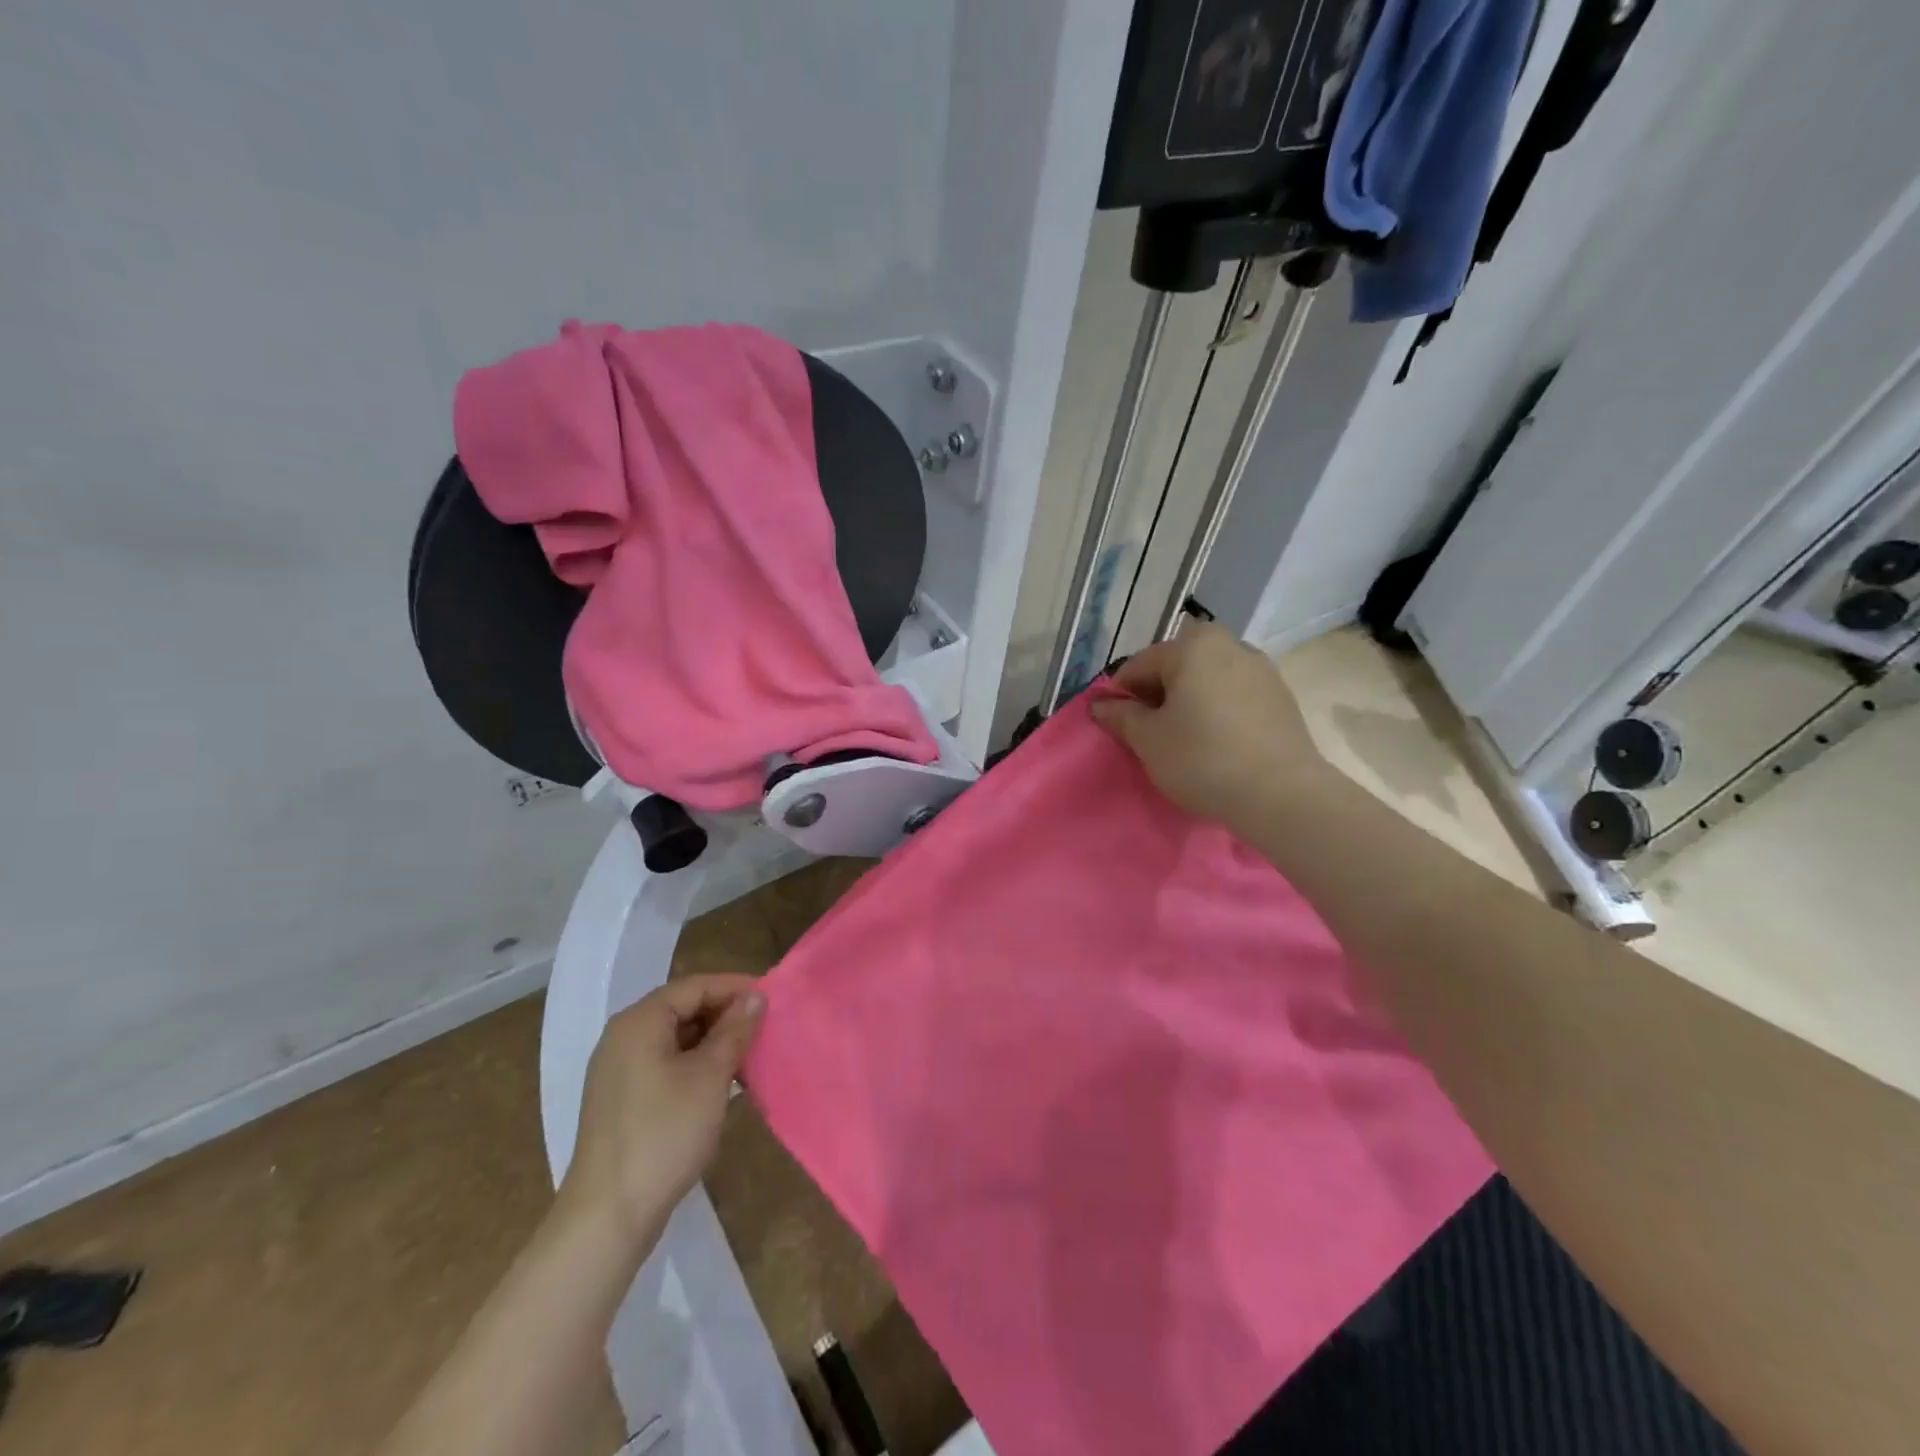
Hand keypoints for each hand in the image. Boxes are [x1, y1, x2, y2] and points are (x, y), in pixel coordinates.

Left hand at [559, 975, 764, 1248]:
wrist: (608, 1215)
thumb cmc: (664, 1133)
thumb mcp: (710, 1076)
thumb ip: (734, 1030)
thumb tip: (756, 996)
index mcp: (639, 1022)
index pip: (694, 986)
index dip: (735, 987)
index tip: (772, 999)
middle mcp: (623, 1037)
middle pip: (683, 1008)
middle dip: (726, 1015)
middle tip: (765, 1028)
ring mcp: (619, 1070)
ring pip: (676, 1038)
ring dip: (714, 1042)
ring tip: (750, 1055)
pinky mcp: (622, 1100)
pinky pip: (665, 1064)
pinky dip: (695, 1065)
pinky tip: (723, 1083)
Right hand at [1091, 623, 1326, 832]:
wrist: (1281, 794)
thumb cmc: (1202, 759)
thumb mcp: (1148, 740)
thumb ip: (1120, 716)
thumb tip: (1099, 704)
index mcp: (1193, 646)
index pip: (1140, 664)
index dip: (1120, 694)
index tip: (1114, 724)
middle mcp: (1230, 645)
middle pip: (1178, 667)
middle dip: (1158, 694)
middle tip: (1148, 732)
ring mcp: (1262, 670)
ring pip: (1208, 680)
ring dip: (1190, 702)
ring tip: (1182, 739)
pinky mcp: (1282, 698)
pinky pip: (1235, 696)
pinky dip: (1218, 711)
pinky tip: (1215, 743)